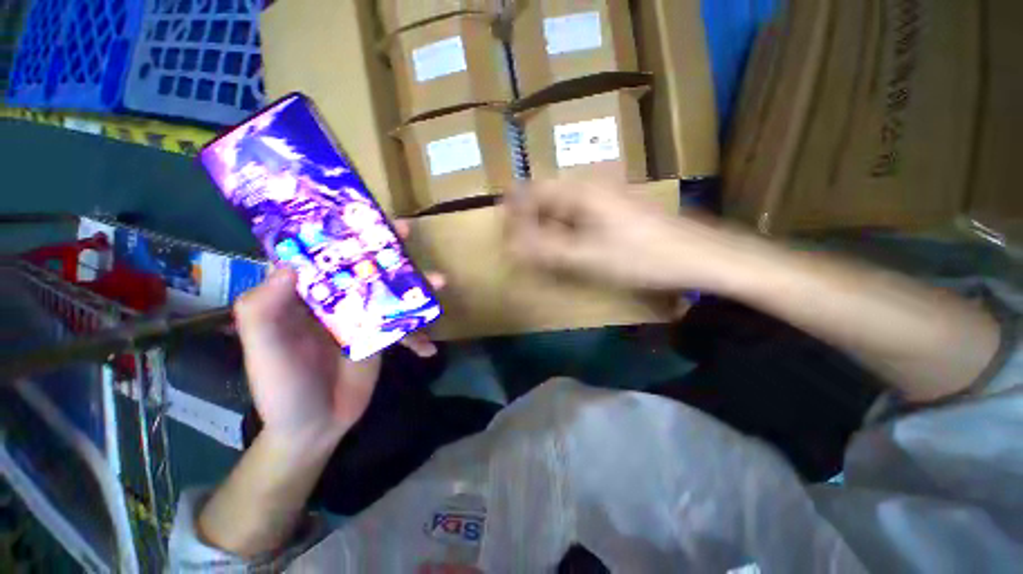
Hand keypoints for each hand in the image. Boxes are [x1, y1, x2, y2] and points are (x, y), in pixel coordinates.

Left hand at [233, 221, 442, 444]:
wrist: (313, 427)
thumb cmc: (282, 387)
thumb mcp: (262, 347)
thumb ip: (264, 306)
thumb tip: (291, 260)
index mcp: (304, 295)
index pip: (322, 254)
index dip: (340, 232)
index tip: (362, 215)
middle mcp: (334, 300)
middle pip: (364, 267)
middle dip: (386, 249)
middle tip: (408, 233)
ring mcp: (362, 319)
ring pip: (391, 293)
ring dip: (416, 287)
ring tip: (440, 282)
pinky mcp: (381, 337)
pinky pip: (404, 328)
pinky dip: (418, 335)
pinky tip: (429, 346)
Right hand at [507, 178, 751, 291]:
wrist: (698, 255)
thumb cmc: (640, 256)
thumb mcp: (586, 257)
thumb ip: (545, 250)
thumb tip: (510, 245)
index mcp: (580, 189)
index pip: (532, 190)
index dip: (514, 211)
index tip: (505, 234)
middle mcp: (591, 184)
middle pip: (547, 196)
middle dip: (530, 220)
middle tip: (522, 245)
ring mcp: (606, 194)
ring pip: (563, 205)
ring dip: (549, 226)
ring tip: (542, 249)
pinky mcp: (616, 206)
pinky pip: (580, 213)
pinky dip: (568, 229)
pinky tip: (570, 246)